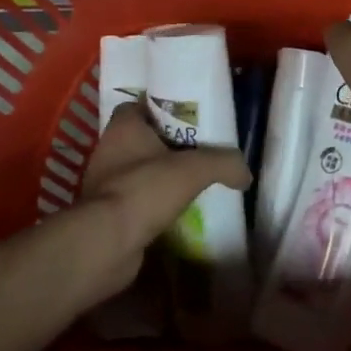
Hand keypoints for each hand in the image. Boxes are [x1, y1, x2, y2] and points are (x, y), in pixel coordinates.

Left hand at [77, 103, 251, 299]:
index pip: (140, 105)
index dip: (164, 108)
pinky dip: (155, 204)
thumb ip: (224, 163)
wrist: (106, 244)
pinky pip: (137, 200)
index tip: (190, 117)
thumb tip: (246, 173)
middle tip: (200, 149)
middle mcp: (109, 150)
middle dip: (169, 144)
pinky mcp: (107, 213)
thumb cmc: (144, 190)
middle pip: (143, 138)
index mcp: (123, 127)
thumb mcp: (195, 169)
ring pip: (140, 170)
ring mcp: (105, 184)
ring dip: (162, 176)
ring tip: (194, 181)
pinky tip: (179, 211)